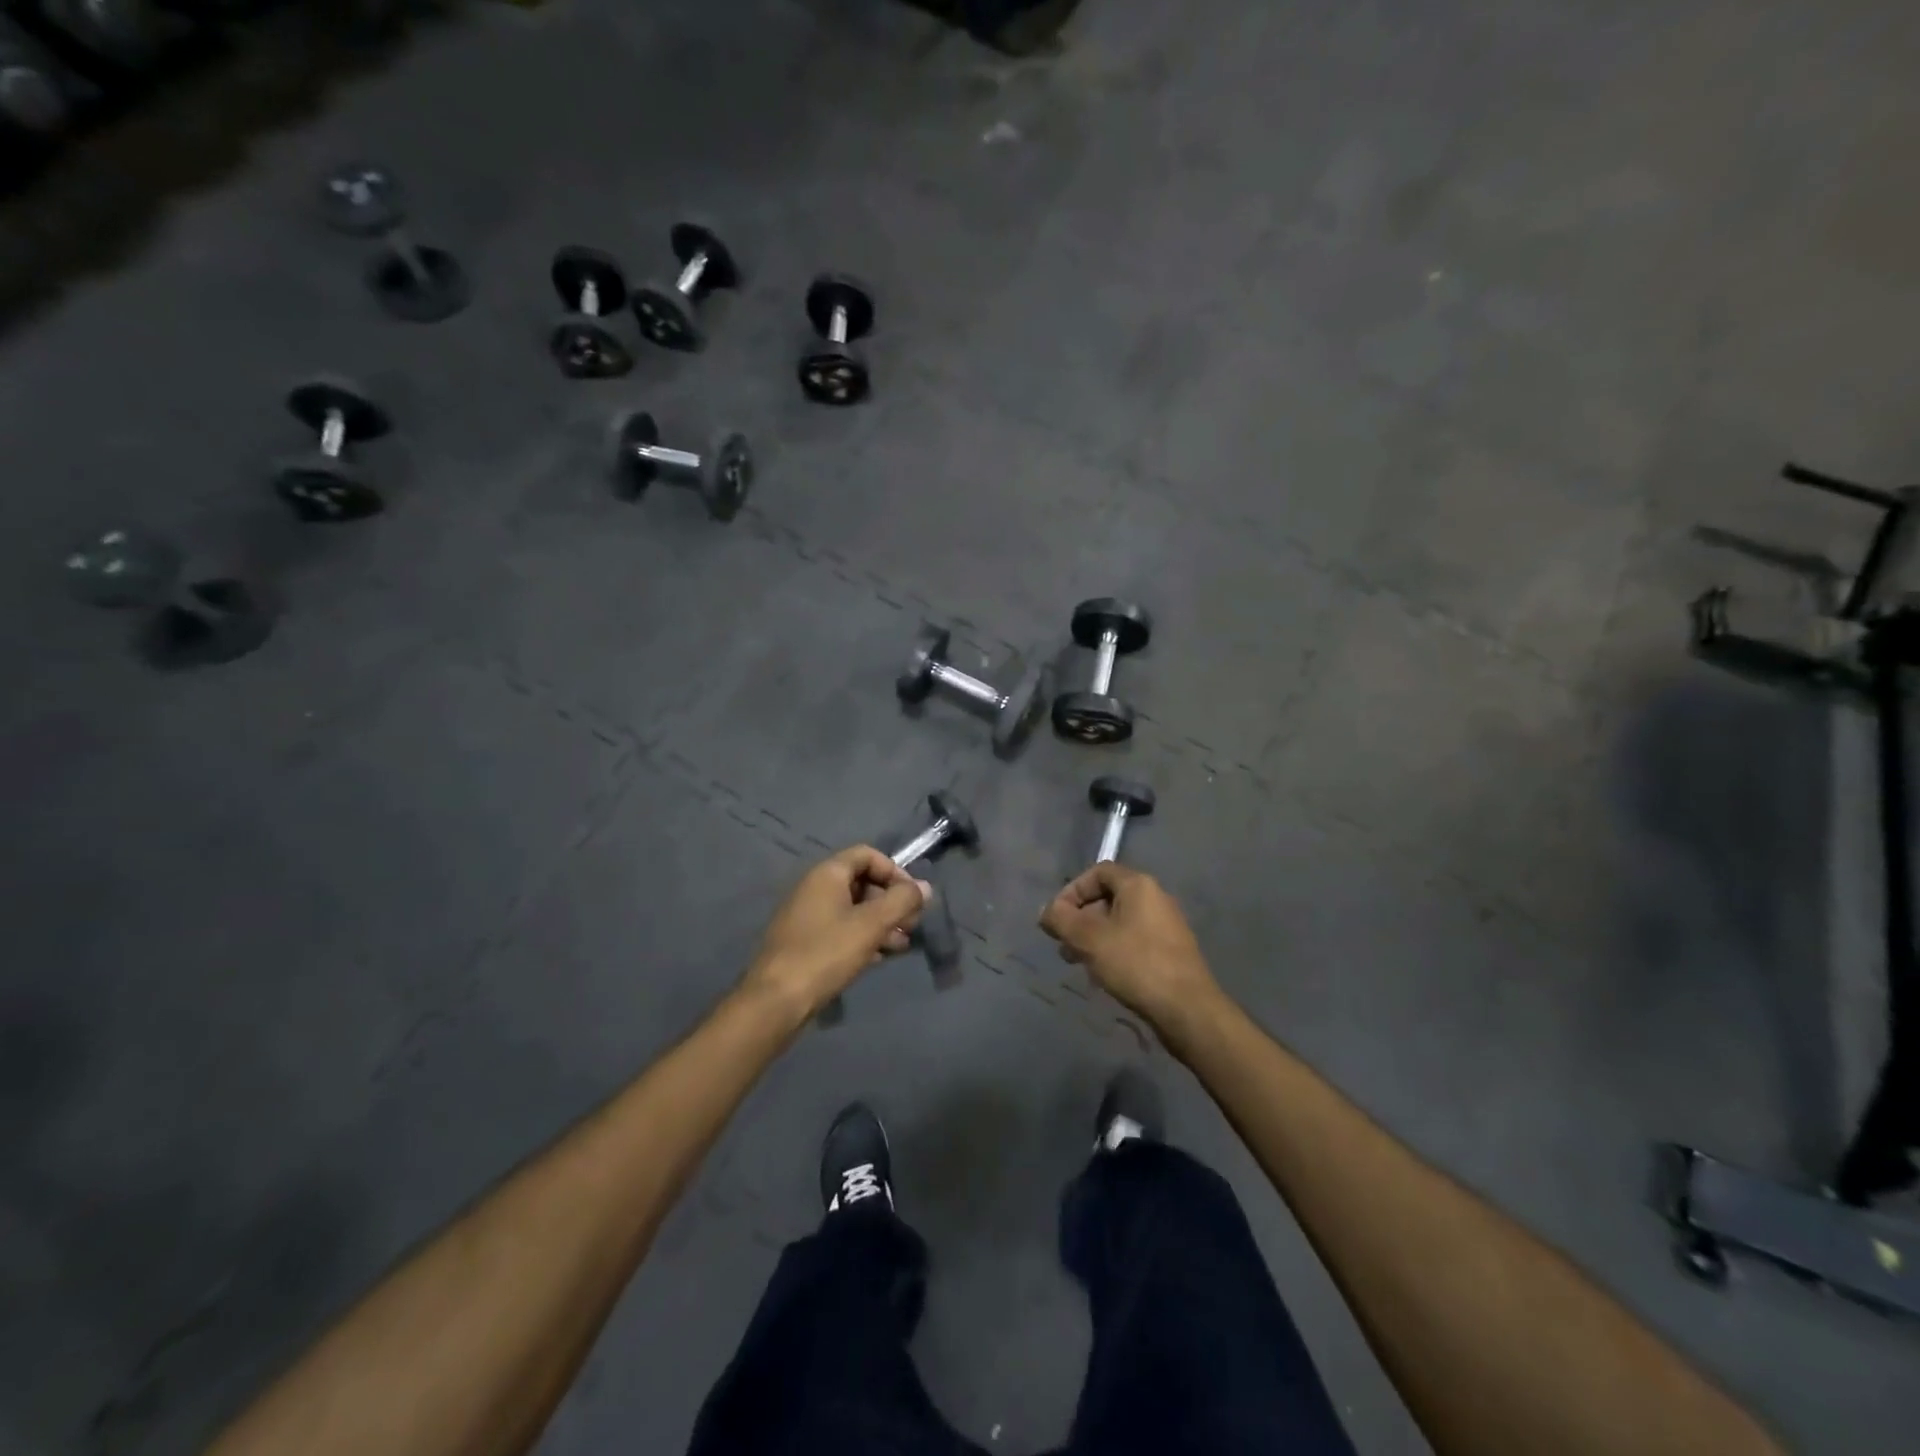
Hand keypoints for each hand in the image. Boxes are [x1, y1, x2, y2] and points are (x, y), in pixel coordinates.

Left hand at [741, 846, 928, 1017]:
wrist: (776, 1000)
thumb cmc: (826, 953)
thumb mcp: (871, 924)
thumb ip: (902, 901)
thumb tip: (924, 887)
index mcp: (827, 874)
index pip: (867, 855)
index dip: (894, 871)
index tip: (912, 897)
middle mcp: (814, 888)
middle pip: (862, 882)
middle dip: (890, 901)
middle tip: (911, 925)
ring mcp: (807, 916)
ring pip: (853, 909)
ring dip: (881, 922)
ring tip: (902, 945)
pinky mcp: (805, 943)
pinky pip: (840, 929)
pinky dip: (863, 937)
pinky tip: (880, 957)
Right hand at [1040, 863, 1221, 1035]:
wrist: (1187, 1009)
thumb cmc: (1136, 964)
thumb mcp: (1089, 939)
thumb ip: (1061, 919)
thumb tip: (1047, 910)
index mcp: (1139, 885)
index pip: (1098, 872)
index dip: (1072, 890)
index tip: (1057, 917)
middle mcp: (1155, 898)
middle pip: (1108, 897)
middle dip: (1080, 918)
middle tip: (1064, 944)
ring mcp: (1166, 926)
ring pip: (1119, 922)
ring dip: (1093, 937)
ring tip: (1078, 962)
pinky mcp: (1170, 951)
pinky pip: (1133, 940)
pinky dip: (1112, 950)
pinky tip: (1103, 974)